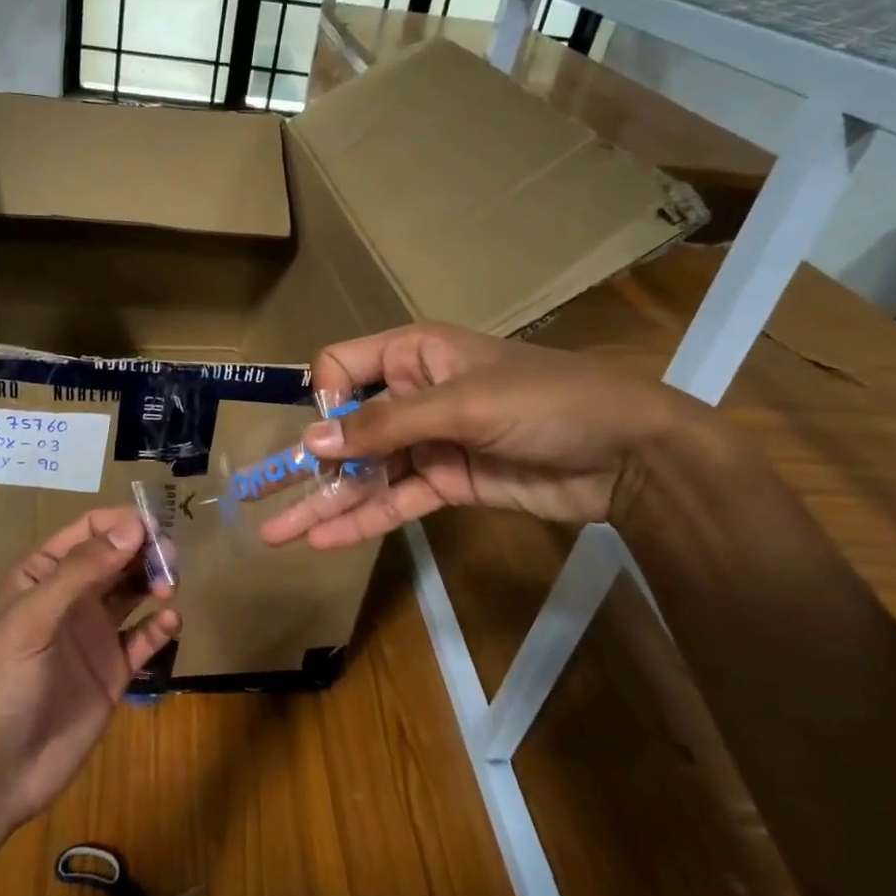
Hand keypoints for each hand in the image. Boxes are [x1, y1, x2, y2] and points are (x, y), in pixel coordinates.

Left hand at [0, 507, 180, 833]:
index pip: (89, 530)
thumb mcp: (32, 620)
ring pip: (135, 591)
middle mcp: (72, 597)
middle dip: (146, 550)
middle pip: (118, 556)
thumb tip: (133, 527)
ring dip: (156, 581)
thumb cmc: (1, 685)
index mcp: (43, 575)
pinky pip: (144, 638)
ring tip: (170, 588)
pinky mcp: (113, 672)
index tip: (153, 528)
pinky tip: (171, 622)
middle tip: (170, 560)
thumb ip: (81, 572)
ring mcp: (94, 634)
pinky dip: (161, 626)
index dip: (121, 523)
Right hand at [260, 322, 709, 548]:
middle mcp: (414, 396)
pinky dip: (364, 519)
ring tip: (280, 534)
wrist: (629, 453)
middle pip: (348, 429)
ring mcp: (430, 443)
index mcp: (414, 355)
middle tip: (266, 500)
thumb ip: (385, 425)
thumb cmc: (545, 402)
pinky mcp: (449, 483)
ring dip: (327, 502)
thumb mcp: (461, 404)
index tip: (327, 433)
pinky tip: (326, 540)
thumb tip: (312, 442)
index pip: (343, 366)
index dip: (327, 399)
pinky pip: (396, 501)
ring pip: (367, 473)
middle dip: (311, 465)